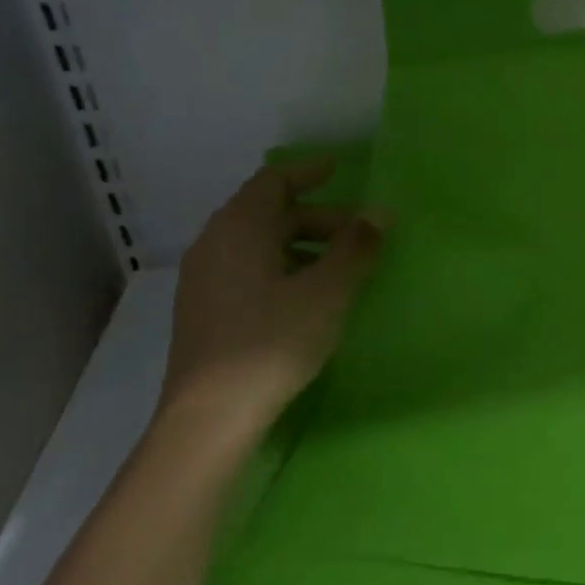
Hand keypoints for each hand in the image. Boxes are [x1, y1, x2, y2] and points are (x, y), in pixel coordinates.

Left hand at [157, 158, 385, 449]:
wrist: (210, 415)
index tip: (339, 169)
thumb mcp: (326, 292)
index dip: (308, 172)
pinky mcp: (205, 311)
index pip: (273, 181)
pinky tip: (308, 296)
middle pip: (268, 214)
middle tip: (359, 234)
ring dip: (302, 245)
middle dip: (317, 217)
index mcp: (239, 229)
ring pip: (259, 245)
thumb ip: (355, 248)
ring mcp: (205, 280)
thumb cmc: (272, 341)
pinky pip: (249, 270)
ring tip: (340, 267)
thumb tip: (379, 213)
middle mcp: (214, 244)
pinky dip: (283, 267)